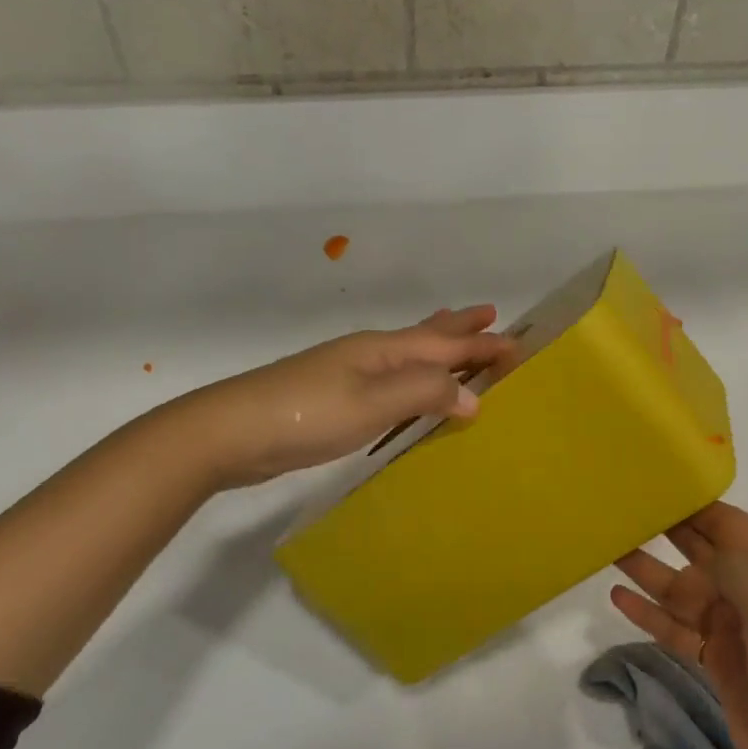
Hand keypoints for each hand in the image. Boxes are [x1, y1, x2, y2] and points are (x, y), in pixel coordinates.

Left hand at [197, 305, 514, 488]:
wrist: (230, 432)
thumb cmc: (307, 414)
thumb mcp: (373, 402)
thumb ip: (424, 392)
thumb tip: (473, 396)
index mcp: (382, 350)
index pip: (444, 343)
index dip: (480, 343)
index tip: (517, 342)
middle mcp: (368, 354)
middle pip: (425, 336)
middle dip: (459, 330)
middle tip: (489, 316)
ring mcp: (347, 373)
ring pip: (405, 354)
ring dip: (435, 347)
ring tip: (452, 336)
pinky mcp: (333, 398)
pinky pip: (389, 378)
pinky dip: (411, 375)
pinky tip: (404, 387)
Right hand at [612, 502, 747, 748]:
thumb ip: (736, 567)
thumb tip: (705, 550)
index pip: (734, 525)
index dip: (695, 506)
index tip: (653, 485)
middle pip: (706, 553)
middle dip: (667, 533)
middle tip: (621, 511)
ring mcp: (741, 630)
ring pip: (686, 590)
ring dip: (650, 573)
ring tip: (608, 551)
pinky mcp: (722, 663)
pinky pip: (679, 629)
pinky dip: (651, 614)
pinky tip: (619, 598)